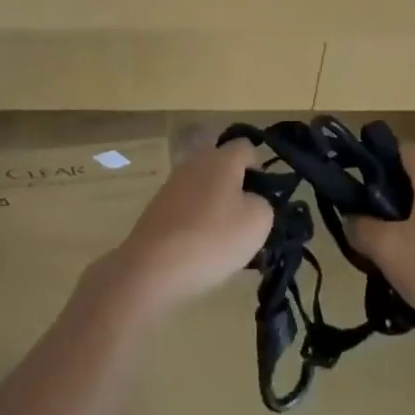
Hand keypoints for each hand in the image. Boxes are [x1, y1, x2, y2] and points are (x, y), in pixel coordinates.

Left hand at [98, 139, 271, 318]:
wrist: (152, 268)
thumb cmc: (212, 239)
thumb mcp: (258, 223)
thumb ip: (263, 204)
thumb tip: (252, 201)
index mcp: (222, 159)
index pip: (246, 147)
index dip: (258, 168)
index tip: (262, 196)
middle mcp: (195, 162)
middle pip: (222, 166)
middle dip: (236, 188)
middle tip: (245, 220)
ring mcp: (172, 183)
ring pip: (204, 187)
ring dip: (215, 206)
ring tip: (222, 241)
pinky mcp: (157, 207)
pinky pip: (186, 206)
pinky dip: (195, 221)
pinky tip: (197, 249)